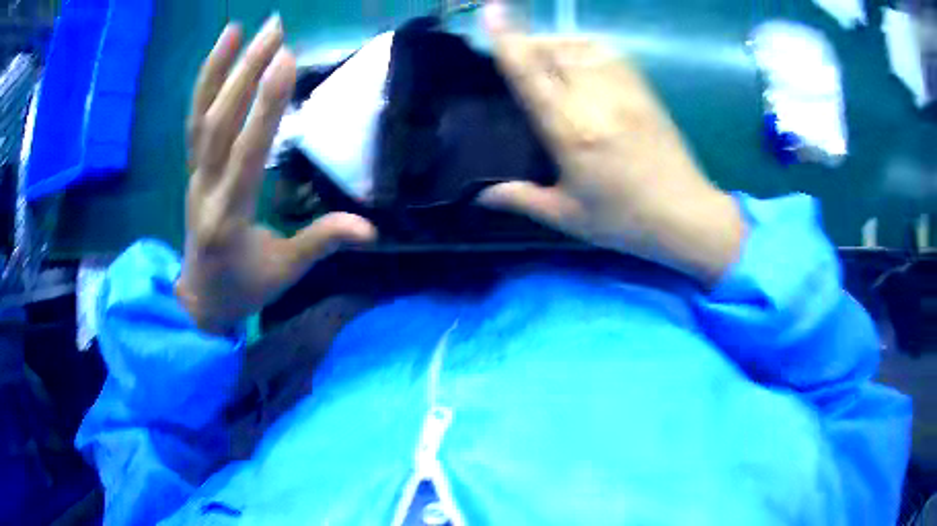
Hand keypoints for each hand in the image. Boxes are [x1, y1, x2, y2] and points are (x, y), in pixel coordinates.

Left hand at [178, 16, 375, 333]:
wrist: (198, 300)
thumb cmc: (242, 287)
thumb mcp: (284, 272)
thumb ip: (322, 243)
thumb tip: (370, 229)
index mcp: (229, 216)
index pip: (247, 152)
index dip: (265, 105)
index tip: (286, 58)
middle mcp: (205, 188)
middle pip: (219, 123)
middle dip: (245, 72)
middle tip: (274, 28)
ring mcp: (194, 176)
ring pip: (200, 118)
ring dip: (218, 70)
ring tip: (238, 29)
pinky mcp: (192, 169)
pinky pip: (193, 124)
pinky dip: (203, 87)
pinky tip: (219, 58)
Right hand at [478, 3, 744, 285]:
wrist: (686, 215)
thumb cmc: (625, 220)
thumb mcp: (568, 216)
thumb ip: (521, 199)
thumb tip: (479, 194)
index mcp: (571, 131)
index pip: (531, 74)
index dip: (508, 40)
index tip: (491, 12)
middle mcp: (595, 99)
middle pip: (554, 49)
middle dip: (529, 42)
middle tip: (514, 53)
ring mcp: (624, 90)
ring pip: (580, 44)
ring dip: (556, 42)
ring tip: (545, 56)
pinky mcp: (644, 89)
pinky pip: (609, 51)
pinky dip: (586, 46)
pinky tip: (579, 59)